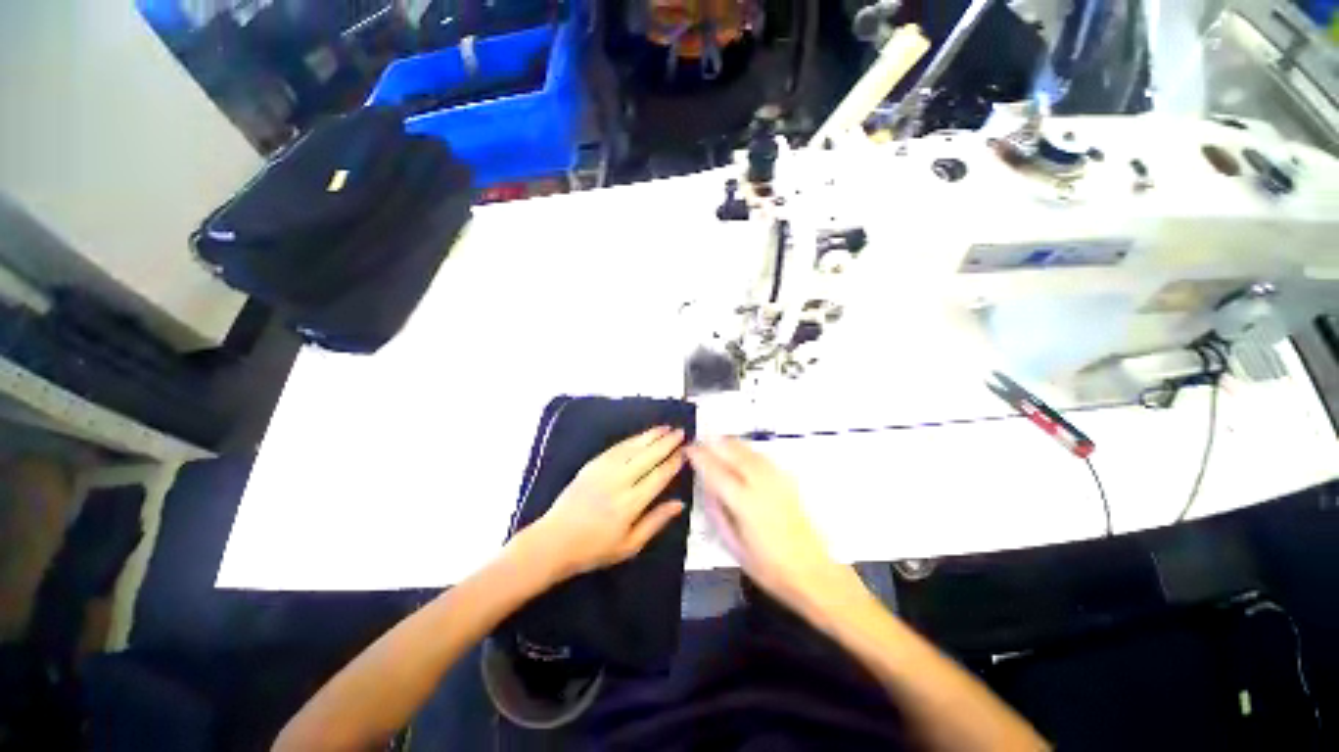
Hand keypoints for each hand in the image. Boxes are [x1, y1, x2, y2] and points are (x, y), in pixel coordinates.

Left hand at [524, 426, 686, 580]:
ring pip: (632, 447)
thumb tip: (680, 504)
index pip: (658, 477)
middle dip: (666, 443)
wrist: (554, 541)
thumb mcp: (630, 545)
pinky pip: (616, 447)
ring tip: (665, 428)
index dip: (673, 463)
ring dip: (650, 436)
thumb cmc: (594, 549)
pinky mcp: (592, 465)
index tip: (686, 452)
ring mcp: (603, 470)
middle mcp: (619, 481)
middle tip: (681, 432)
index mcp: (630, 503)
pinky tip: (641, 436)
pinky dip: (632, 439)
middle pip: (648, 456)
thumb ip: (656, 521)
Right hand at [687, 439, 856, 613]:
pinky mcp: (788, 483)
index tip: (689, 449)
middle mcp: (761, 486)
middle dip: (716, 443)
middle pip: (736, 454)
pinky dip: (748, 450)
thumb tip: (706, 490)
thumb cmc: (770, 568)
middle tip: (700, 440)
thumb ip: (718, 515)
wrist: (813, 573)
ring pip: (751, 452)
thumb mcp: (735, 547)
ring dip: (732, 443)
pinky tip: (742, 452)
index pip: (717, 472)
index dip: (701, 457)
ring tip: (717, 440)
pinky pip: (764, 458)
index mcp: (745, 504)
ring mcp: (777, 482)